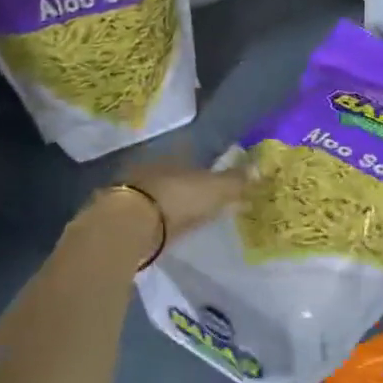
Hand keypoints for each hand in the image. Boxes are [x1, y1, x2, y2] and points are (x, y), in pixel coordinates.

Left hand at [118, 160, 246, 242]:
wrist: (130, 225)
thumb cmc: (178, 198)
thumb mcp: (216, 189)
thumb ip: (236, 181)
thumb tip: (258, 169)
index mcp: (174, 154)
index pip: (194, 154)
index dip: (209, 166)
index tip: (219, 178)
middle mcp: (153, 166)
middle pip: (177, 173)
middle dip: (190, 184)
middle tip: (207, 199)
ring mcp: (135, 189)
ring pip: (162, 192)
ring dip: (175, 202)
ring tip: (191, 216)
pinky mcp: (124, 214)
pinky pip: (151, 213)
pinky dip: (161, 219)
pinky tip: (170, 228)